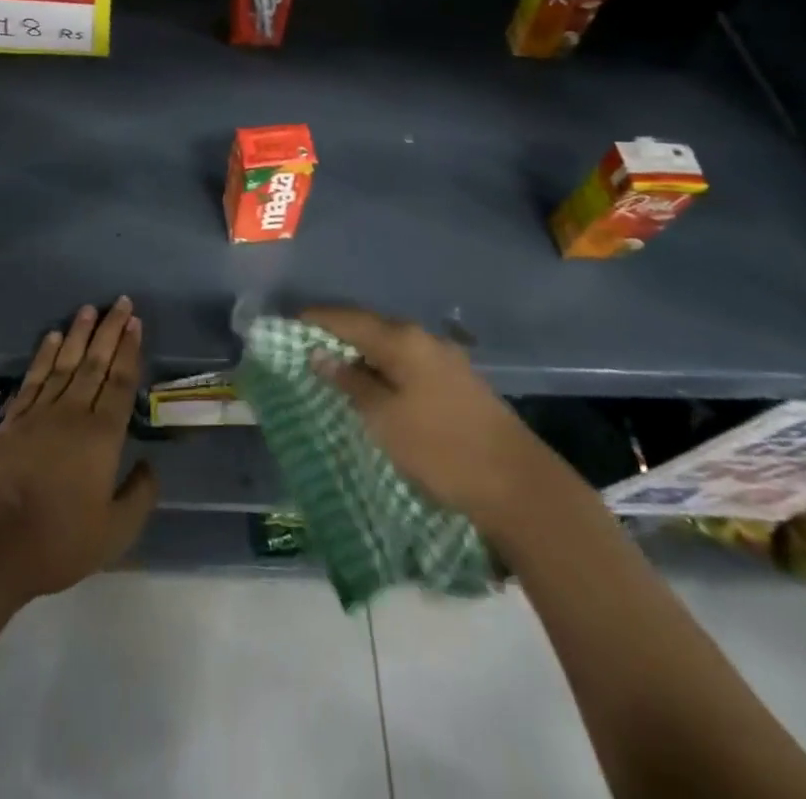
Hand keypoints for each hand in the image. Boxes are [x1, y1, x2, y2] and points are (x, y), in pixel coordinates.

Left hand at [0, 298, 157, 601]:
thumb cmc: (61, 540)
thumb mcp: (115, 532)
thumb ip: (139, 496)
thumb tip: (150, 465)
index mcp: (102, 436)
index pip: (121, 382)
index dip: (130, 350)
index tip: (135, 322)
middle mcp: (73, 413)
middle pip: (95, 363)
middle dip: (110, 330)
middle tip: (119, 302)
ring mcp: (40, 413)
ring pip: (65, 363)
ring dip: (79, 334)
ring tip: (88, 309)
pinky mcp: (13, 420)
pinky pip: (34, 378)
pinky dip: (44, 355)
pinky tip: (52, 337)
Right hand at [304, 307, 552, 534]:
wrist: (519, 487)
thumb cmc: (441, 449)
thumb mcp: (384, 418)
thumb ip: (350, 382)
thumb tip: (319, 353)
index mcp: (402, 340)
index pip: (346, 318)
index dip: (315, 319)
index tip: (286, 324)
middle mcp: (423, 339)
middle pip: (369, 327)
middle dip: (336, 334)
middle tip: (304, 347)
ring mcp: (445, 359)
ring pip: (390, 346)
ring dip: (361, 352)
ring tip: (333, 367)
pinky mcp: (457, 382)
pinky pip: (407, 362)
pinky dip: (383, 367)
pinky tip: (373, 384)